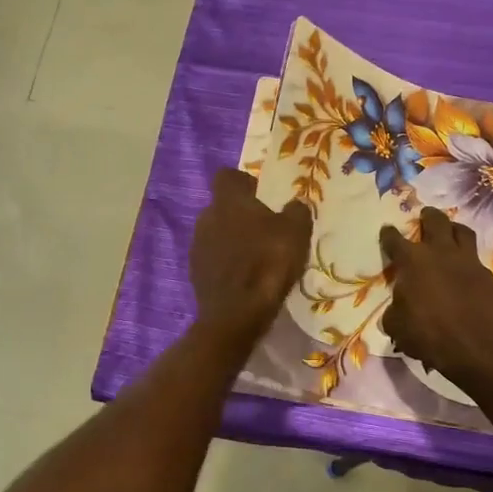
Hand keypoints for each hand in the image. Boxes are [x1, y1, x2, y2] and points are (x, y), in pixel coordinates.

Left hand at [191, 169, 313, 344]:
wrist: (236, 315)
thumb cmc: (268, 264)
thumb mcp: (296, 232)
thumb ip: (297, 211)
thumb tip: (296, 204)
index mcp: (228, 201)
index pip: (228, 176)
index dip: (245, 182)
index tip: (262, 195)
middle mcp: (206, 217)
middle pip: (223, 206)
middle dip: (241, 214)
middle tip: (266, 229)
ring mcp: (197, 246)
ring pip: (217, 233)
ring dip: (234, 239)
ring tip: (257, 256)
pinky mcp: (195, 273)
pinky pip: (214, 258)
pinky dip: (227, 263)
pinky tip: (245, 278)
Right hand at [380, 208, 492, 390]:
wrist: (478, 347)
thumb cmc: (429, 335)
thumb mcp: (398, 327)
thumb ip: (395, 312)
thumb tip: (397, 310)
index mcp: (413, 261)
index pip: (395, 240)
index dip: (389, 235)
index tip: (387, 230)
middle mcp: (441, 253)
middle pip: (435, 221)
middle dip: (428, 216)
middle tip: (425, 215)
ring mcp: (469, 262)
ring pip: (463, 232)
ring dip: (454, 229)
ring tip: (450, 231)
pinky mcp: (489, 277)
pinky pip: (478, 262)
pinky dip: (470, 264)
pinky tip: (467, 274)